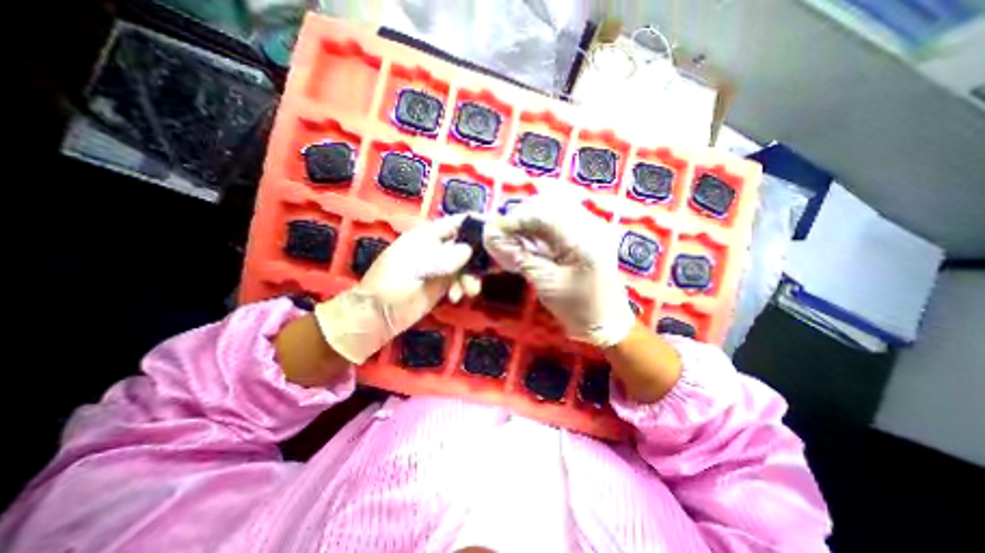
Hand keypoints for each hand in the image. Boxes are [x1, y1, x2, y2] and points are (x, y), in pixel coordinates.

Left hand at [314, 214, 480, 363]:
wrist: (378, 315)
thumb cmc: (391, 284)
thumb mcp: (416, 267)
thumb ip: (443, 258)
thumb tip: (469, 250)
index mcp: (427, 236)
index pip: (456, 223)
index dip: (475, 224)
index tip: (496, 232)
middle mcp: (437, 248)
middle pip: (466, 244)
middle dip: (479, 256)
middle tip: (492, 268)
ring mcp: (440, 267)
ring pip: (467, 264)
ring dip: (471, 276)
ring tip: (469, 291)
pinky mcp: (442, 284)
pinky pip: (461, 280)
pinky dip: (463, 287)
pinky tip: (456, 297)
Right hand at [483, 195, 629, 347]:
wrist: (607, 320)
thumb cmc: (579, 308)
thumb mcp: (547, 284)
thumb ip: (521, 257)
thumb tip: (493, 238)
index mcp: (585, 239)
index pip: (544, 214)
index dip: (515, 218)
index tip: (493, 229)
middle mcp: (591, 225)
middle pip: (548, 205)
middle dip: (521, 217)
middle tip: (502, 234)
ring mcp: (591, 227)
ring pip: (552, 210)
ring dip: (529, 221)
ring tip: (512, 237)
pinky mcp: (587, 233)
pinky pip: (558, 221)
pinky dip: (539, 228)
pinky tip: (527, 240)